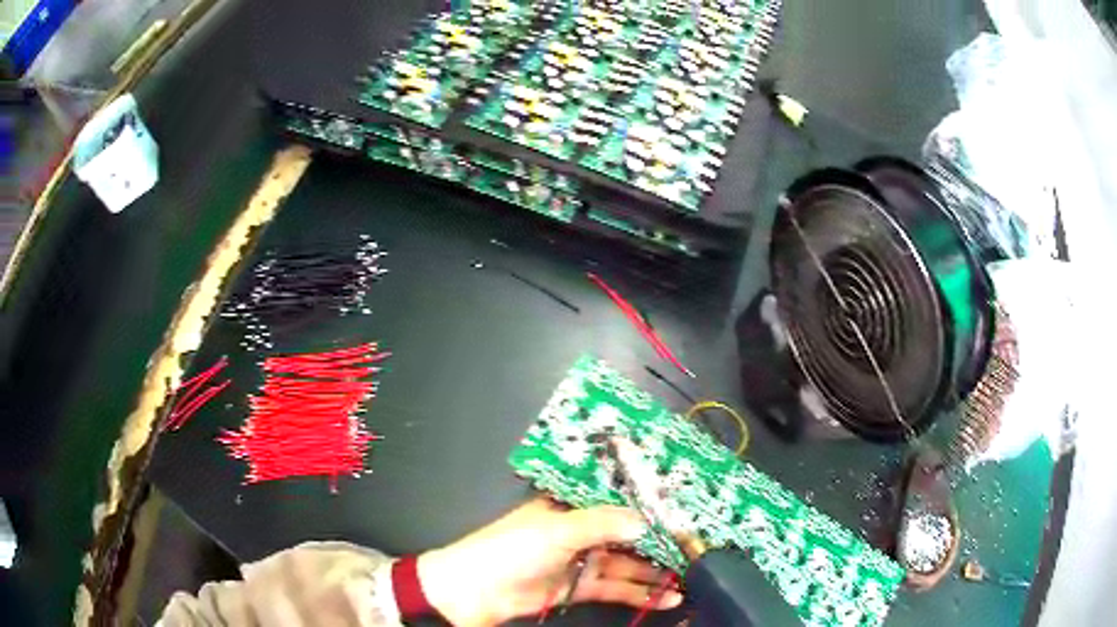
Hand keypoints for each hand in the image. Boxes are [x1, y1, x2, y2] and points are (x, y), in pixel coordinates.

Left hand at [418, 498, 682, 625]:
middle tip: (696, 548)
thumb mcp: (557, 530)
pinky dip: (640, 593)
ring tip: (691, 577)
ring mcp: (581, 561)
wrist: (475, 591)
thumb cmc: (513, 549)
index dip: (648, 504)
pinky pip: (615, 588)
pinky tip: (667, 598)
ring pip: (626, 564)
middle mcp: (580, 531)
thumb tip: (646, 523)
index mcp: (571, 506)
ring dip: (655, 572)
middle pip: (627, 534)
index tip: (683, 507)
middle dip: (659, 542)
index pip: (617, 500)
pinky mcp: (579, 588)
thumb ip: (602, 525)